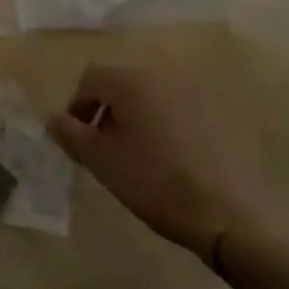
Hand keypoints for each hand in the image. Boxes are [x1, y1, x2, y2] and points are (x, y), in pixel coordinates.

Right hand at [48, 59, 271, 261]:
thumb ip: (72, 135)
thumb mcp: (103, 162)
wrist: (234, 213)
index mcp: (130, 81)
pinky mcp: (221, 114)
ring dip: (138, 119)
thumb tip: (54, 119)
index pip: (91, 77)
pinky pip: (181, 111)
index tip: (78, 139)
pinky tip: (175, 162)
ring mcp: (195, 92)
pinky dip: (168, 127)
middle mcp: (161, 75)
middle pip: (122, 84)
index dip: (77, 106)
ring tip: (140, 159)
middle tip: (107, 150)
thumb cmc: (157, 182)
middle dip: (108, 112)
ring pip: (152, 97)